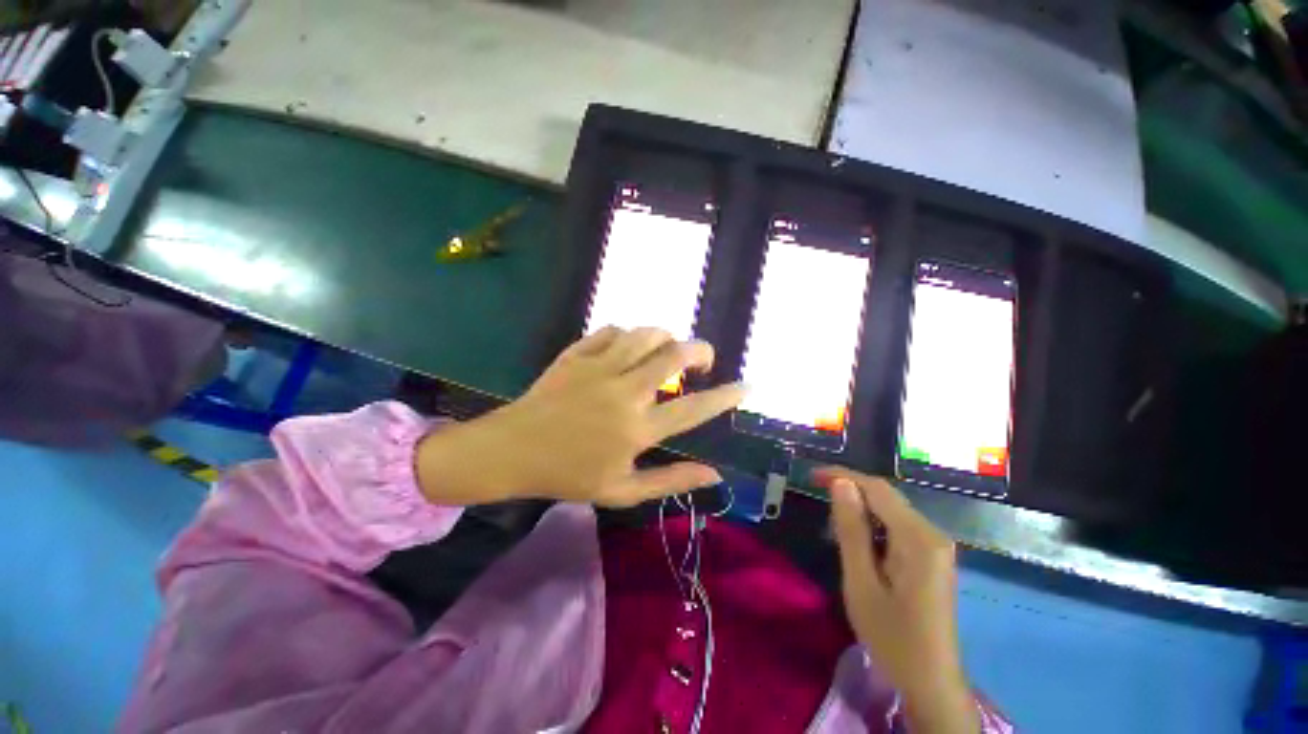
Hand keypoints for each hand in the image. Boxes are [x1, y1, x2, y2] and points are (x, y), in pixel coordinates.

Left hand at [416, 327, 745, 506]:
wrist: (513, 451)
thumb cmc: (569, 475)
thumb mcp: (623, 491)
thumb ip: (670, 481)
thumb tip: (715, 475)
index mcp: (637, 428)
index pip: (694, 409)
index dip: (726, 397)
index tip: (746, 387)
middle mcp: (624, 391)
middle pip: (674, 356)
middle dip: (700, 351)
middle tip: (704, 360)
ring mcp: (599, 367)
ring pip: (646, 334)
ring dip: (666, 337)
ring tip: (668, 351)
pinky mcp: (577, 354)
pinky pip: (612, 331)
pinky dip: (629, 335)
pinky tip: (628, 348)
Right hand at [818, 467, 978, 733]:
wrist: (930, 682)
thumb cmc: (891, 636)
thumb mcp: (861, 582)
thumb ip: (851, 530)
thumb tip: (841, 484)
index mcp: (918, 538)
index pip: (877, 489)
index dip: (843, 475)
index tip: (812, 475)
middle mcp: (933, 534)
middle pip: (887, 497)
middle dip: (850, 489)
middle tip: (816, 492)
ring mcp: (936, 546)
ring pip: (892, 511)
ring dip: (861, 508)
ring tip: (831, 517)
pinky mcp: (933, 558)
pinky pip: (899, 527)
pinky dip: (874, 524)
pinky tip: (858, 538)